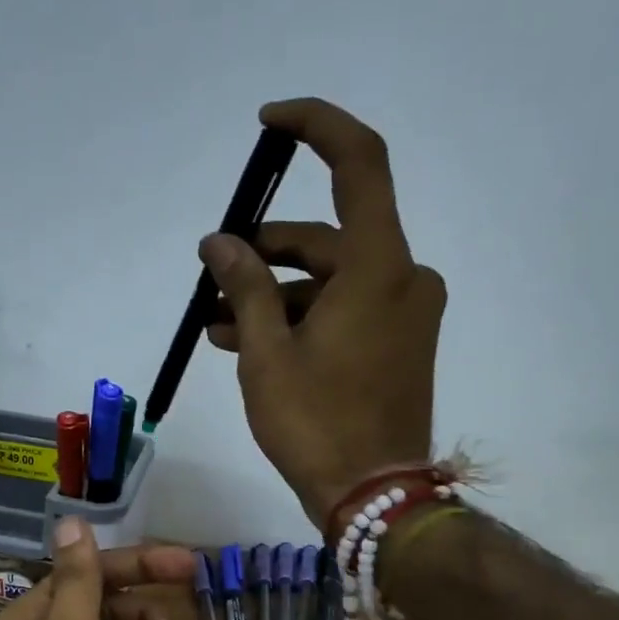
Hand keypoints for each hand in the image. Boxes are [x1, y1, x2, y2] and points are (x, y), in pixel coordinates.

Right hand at [204, 97, 445, 527]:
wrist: (373, 495)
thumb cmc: (316, 423)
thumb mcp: (266, 355)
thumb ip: (244, 288)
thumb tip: (219, 243)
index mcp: (379, 266)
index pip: (359, 163)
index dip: (316, 127)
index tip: (269, 124)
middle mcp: (404, 277)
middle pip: (327, 238)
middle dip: (265, 253)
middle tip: (213, 274)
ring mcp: (405, 313)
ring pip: (330, 280)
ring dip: (274, 295)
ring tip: (216, 324)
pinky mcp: (399, 344)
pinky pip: (345, 311)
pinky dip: (301, 318)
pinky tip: (251, 342)